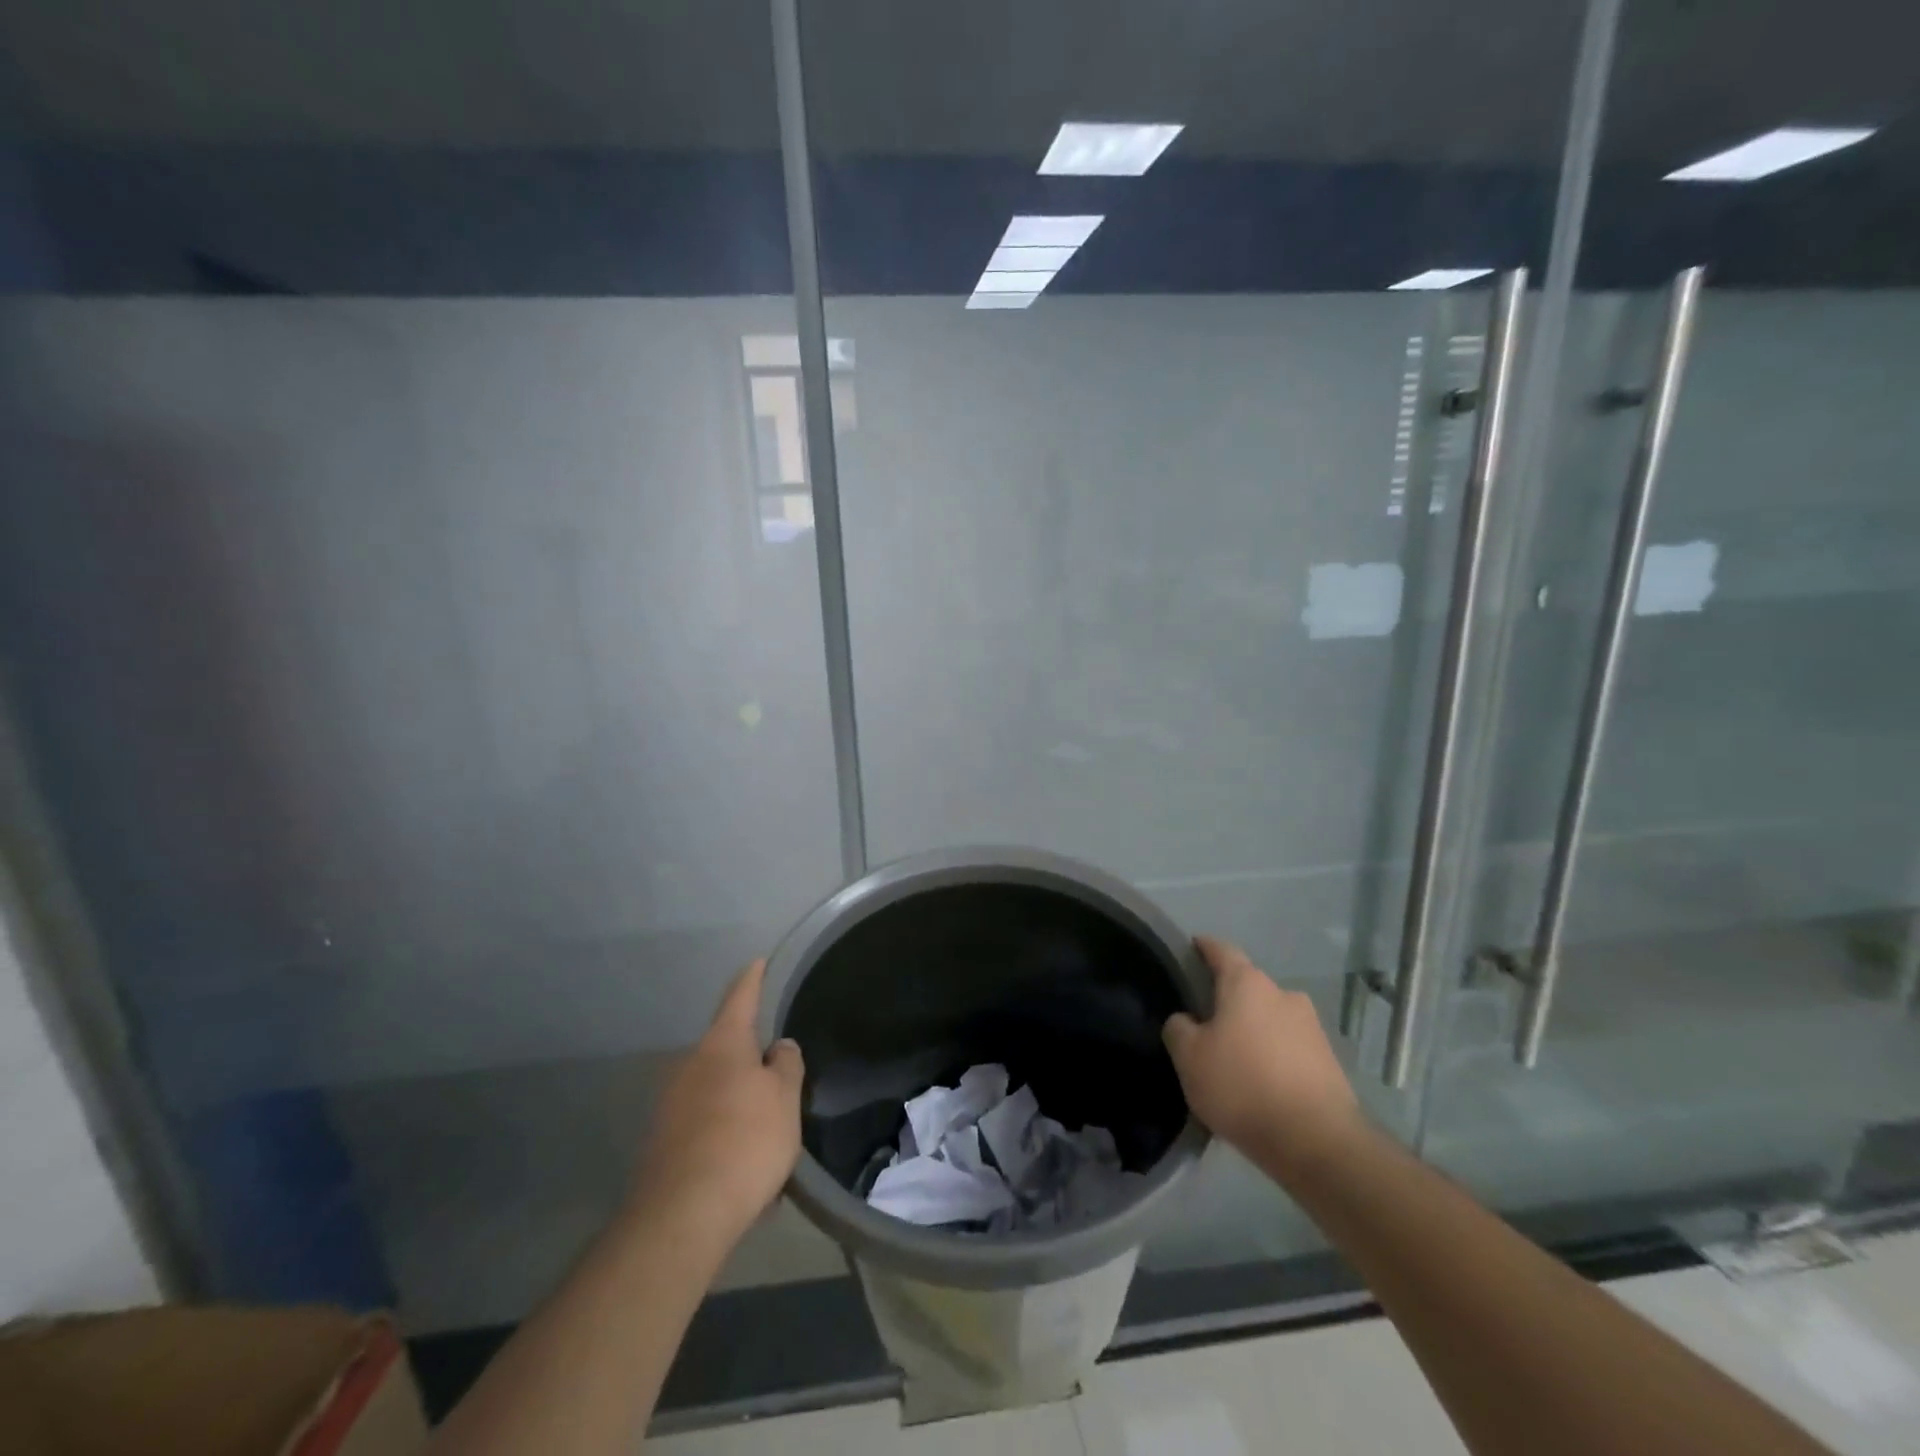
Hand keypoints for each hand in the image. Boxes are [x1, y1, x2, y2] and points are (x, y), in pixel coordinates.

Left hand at [629, 960, 804, 1253]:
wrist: (681, 1217)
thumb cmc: (745, 1142)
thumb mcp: (784, 1099)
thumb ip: (786, 1064)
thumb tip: (778, 1047)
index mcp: (722, 1045)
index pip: (740, 999)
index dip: (752, 979)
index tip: (757, 961)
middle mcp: (690, 1065)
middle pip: (725, 1048)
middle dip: (748, 1056)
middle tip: (776, 1072)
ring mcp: (671, 1104)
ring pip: (714, 1089)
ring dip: (737, 1099)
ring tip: (765, 1128)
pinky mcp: (662, 1142)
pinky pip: (703, 1123)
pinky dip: (723, 1131)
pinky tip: (741, 1161)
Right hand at [1162, 936, 1366, 1177]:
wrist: (1317, 1142)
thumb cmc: (1243, 1086)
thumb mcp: (1189, 1058)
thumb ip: (1178, 1029)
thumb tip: (1185, 1021)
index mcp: (1248, 984)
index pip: (1221, 950)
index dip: (1204, 947)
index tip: (1191, 948)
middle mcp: (1284, 995)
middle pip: (1248, 987)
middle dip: (1228, 999)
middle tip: (1204, 1020)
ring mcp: (1312, 1027)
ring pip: (1270, 1018)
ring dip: (1252, 1030)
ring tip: (1233, 1058)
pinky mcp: (1329, 1061)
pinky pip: (1289, 1048)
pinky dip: (1272, 1056)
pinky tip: (1260, 1082)